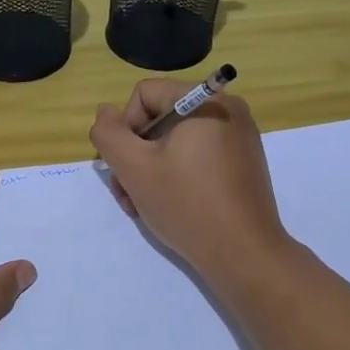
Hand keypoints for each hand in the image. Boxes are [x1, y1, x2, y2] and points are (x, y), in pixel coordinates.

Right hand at [89, 82, 291, 280]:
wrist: (244, 255)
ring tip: (142, 205)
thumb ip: (109, 134)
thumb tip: (105, 112)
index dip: (125, 129)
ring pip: (176, 141)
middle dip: (136, 154)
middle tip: (127, 192)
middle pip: (160, 118)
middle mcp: (227, 108)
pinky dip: (177, 174)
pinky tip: (169, 205)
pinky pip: (198, 155)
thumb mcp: (134, 168)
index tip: (124, 166)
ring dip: (151, 169)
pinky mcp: (243, 162)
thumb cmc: (186, 204)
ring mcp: (239, 137)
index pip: (144, 95)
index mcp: (205, 100)